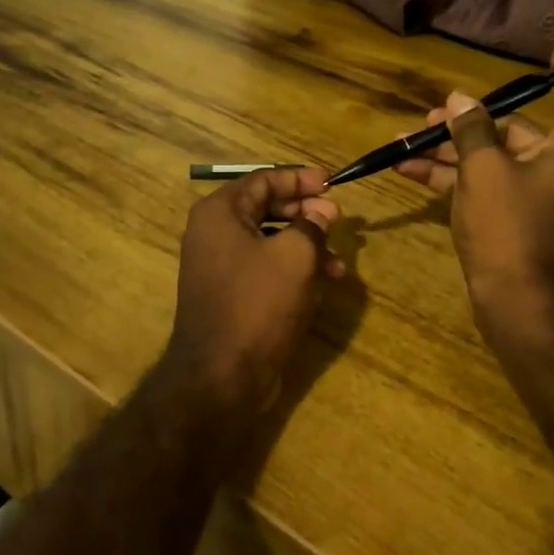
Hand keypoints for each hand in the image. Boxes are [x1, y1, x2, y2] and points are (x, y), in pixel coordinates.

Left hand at [158, 167, 343, 440]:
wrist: (222, 375)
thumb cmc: (258, 304)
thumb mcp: (295, 256)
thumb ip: (312, 224)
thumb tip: (322, 211)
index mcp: (220, 213)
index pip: (263, 180)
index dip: (300, 178)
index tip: (332, 183)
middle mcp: (214, 233)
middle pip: (266, 208)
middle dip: (306, 213)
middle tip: (337, 220)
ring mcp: (219, 266)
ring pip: (268, 241)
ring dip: (306, 246)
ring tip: (340, 263)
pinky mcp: (230, 294)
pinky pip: (264, 268)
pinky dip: (293, 270)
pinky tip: (323, 284)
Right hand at [396, 50, 553, 344]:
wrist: (520, 303)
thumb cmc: (511, 227)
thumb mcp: (485, 170)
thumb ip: (471, 130)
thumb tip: (461, 100)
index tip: (550, 59)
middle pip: (519, 130)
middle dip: (473, 120)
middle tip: (434, 116)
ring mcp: (531, 196)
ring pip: (491, 160)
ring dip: (450, 150)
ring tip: (406, 141)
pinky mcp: (509, 220)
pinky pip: (480, 186)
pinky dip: (449, 177)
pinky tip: (407, 170)